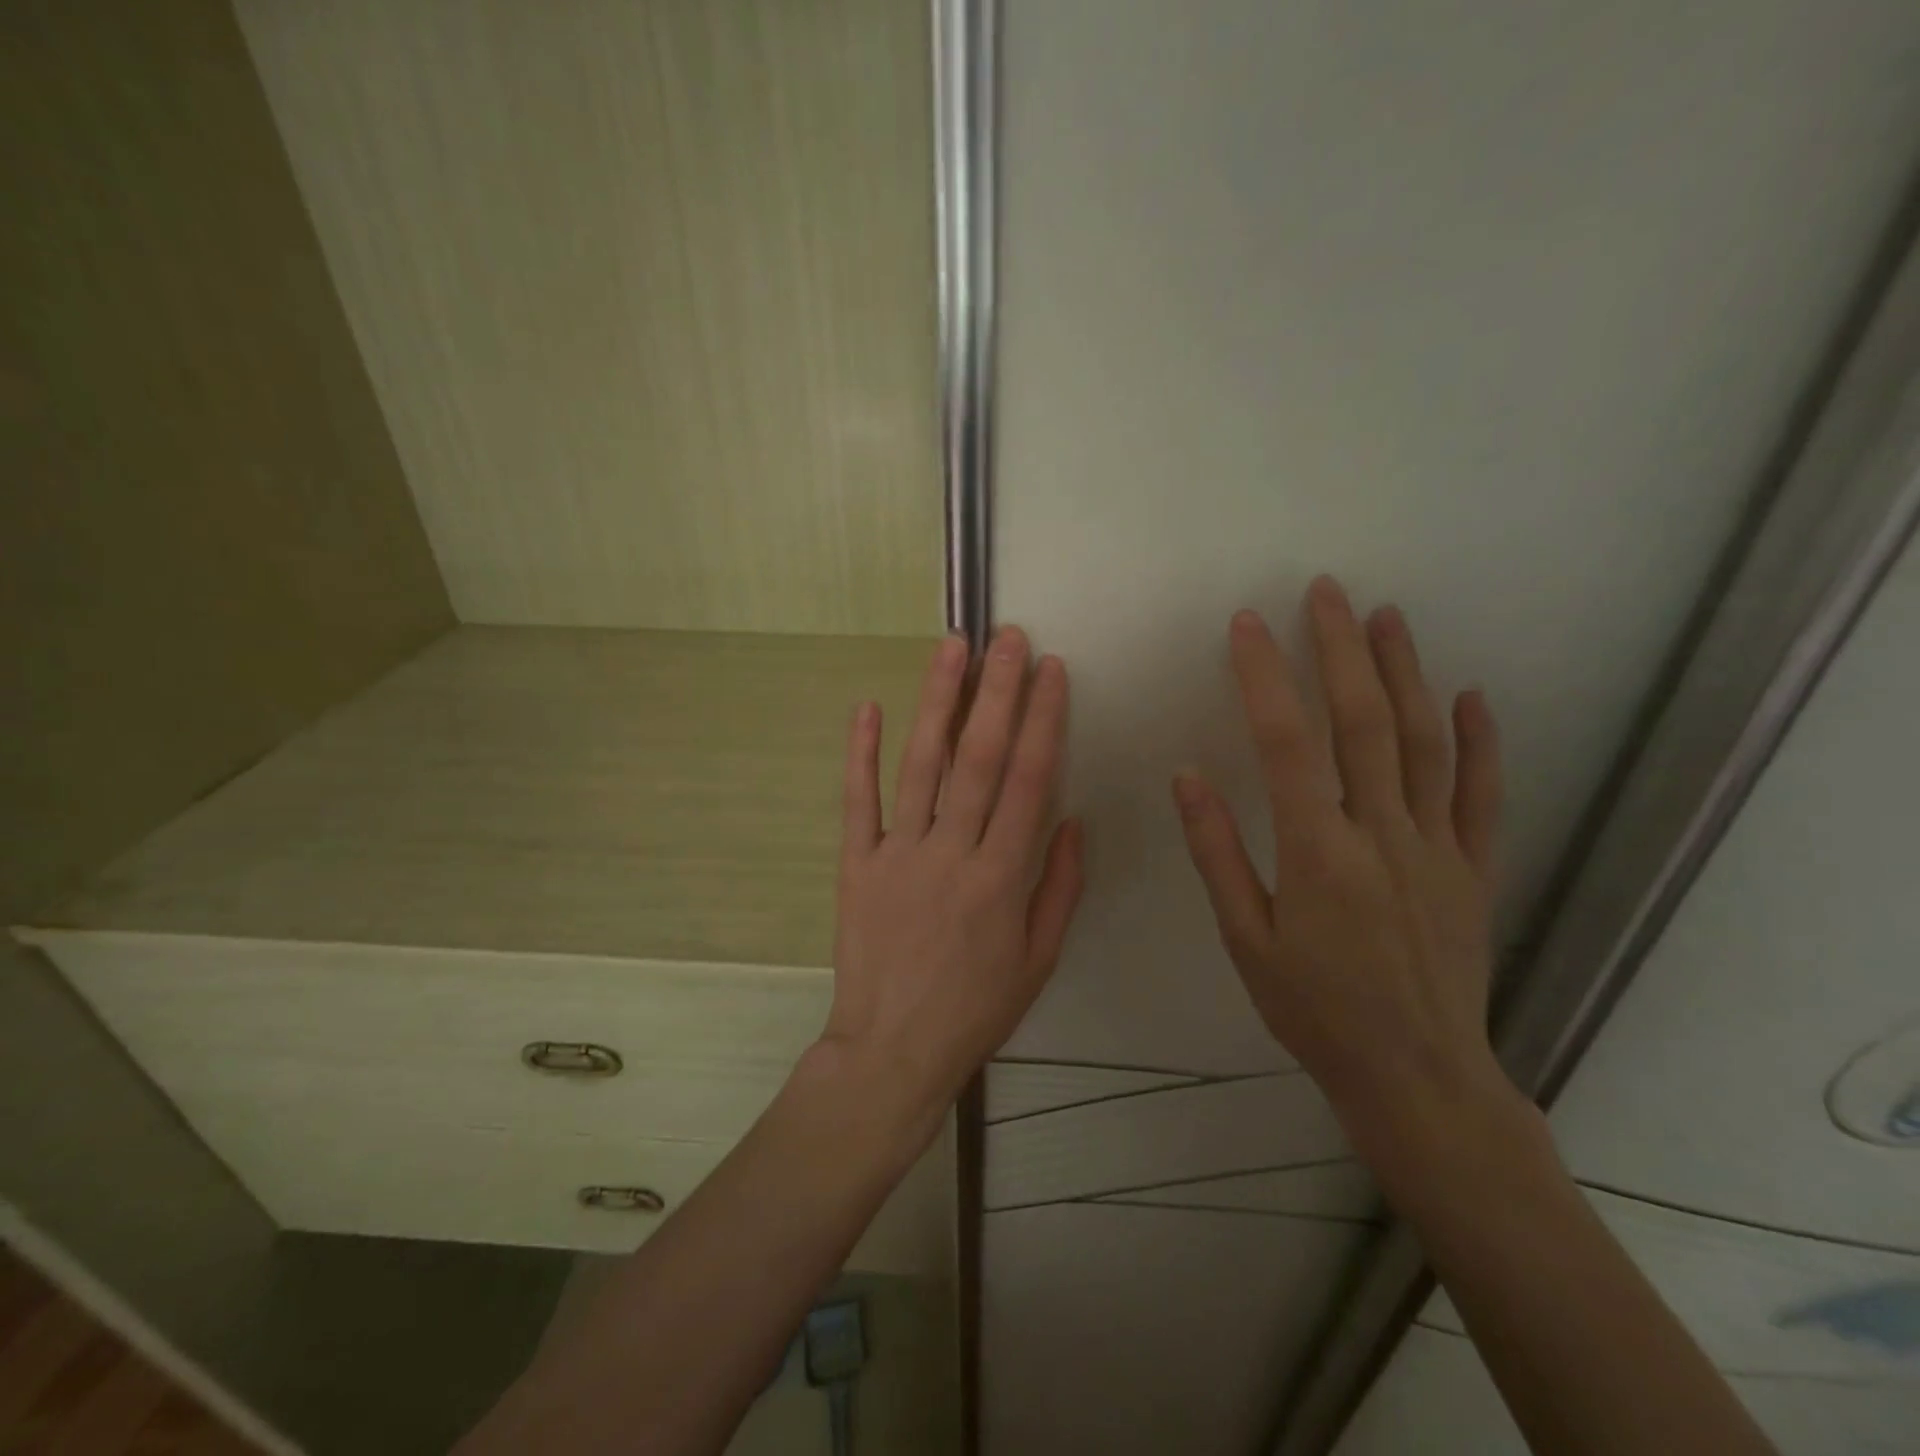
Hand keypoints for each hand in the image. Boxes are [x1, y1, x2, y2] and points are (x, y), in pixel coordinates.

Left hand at [820, 627, 1083, 1129]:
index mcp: (1002, 878)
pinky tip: (866, 706)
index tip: (1052, 670)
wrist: (893, 1050)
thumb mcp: (1039, 959)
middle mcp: (951, 853)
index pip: (1029, 781)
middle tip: (1008, 636)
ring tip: (951, 648)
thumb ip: (1058, 886)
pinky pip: (857, 801)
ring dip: (937, 702)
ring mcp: (897, 854)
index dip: (1043, 720)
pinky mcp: (855, 864)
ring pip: (921, 766)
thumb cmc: (976, 1009)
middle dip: (997, 691)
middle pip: (978, 758)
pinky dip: (859, 753)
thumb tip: (1070, 819)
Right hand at [1172, 576, 1511, 1142]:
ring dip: (1404, 673)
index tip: (1247, 625)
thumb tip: (1188, 777)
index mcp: (1317, 853)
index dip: (1265, 678)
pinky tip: (1470, 695)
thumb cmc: (1313, 1009)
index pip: (1286, 743)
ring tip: (1386, 617)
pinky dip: (1480, 740)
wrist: (1416, 1075)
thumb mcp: (1245, 939)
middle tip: (1325, 592)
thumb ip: (1217, 853)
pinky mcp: (1474, 868)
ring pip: (1424, 742)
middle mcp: (1382, 835)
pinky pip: (1482, 794)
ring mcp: (1438, 847)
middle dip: (1341, 650)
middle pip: (1363, 723)